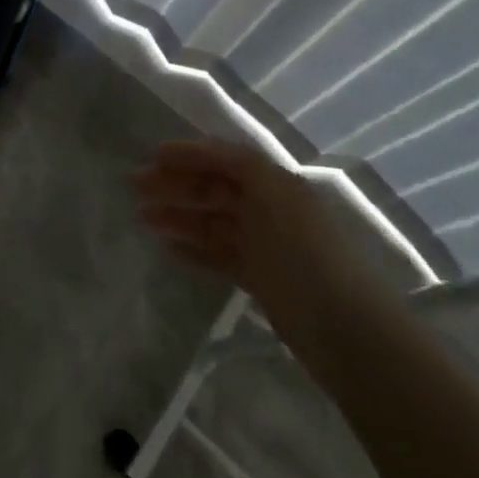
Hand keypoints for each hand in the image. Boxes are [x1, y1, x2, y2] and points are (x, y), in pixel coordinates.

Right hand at [133, 139, 401, 367]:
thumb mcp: (272, 193)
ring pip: (211, 222)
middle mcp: (269, 208)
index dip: (189, 154)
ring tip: (143, 218)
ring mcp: (264, 245)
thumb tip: (205, 150)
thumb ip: (238, 166)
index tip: (152, 156)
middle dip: (175, 184)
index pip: (224, 159)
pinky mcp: (260, 279)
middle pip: (213, 188)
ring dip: (178, 216)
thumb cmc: (303, 251)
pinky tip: (169, 249)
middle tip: (135, 187)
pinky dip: (194, 249)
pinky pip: (219, 255)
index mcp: (274, 183)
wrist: (342, 327)